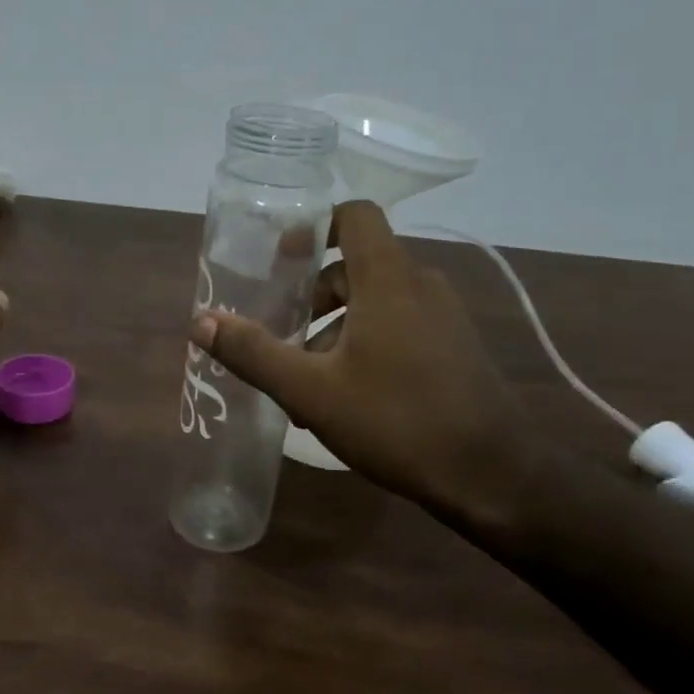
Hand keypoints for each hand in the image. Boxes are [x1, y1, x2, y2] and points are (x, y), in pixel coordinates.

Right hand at [190, 202, 536, 530]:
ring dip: (334, 327)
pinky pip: (399, 326)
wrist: (493, 477)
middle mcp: (420, 285)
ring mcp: (444, 317)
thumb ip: (254, 352)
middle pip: (355, 266)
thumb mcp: (311, 391)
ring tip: (305, 379)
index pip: (355, 215)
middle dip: (311, 295)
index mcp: (388, 279)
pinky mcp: (454, 348)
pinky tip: (344, 397)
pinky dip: (364, 343)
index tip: (280, 257)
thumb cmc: (397, 422)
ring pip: (375, 302)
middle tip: (280, 333)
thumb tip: (200, 321)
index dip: (315, 225)